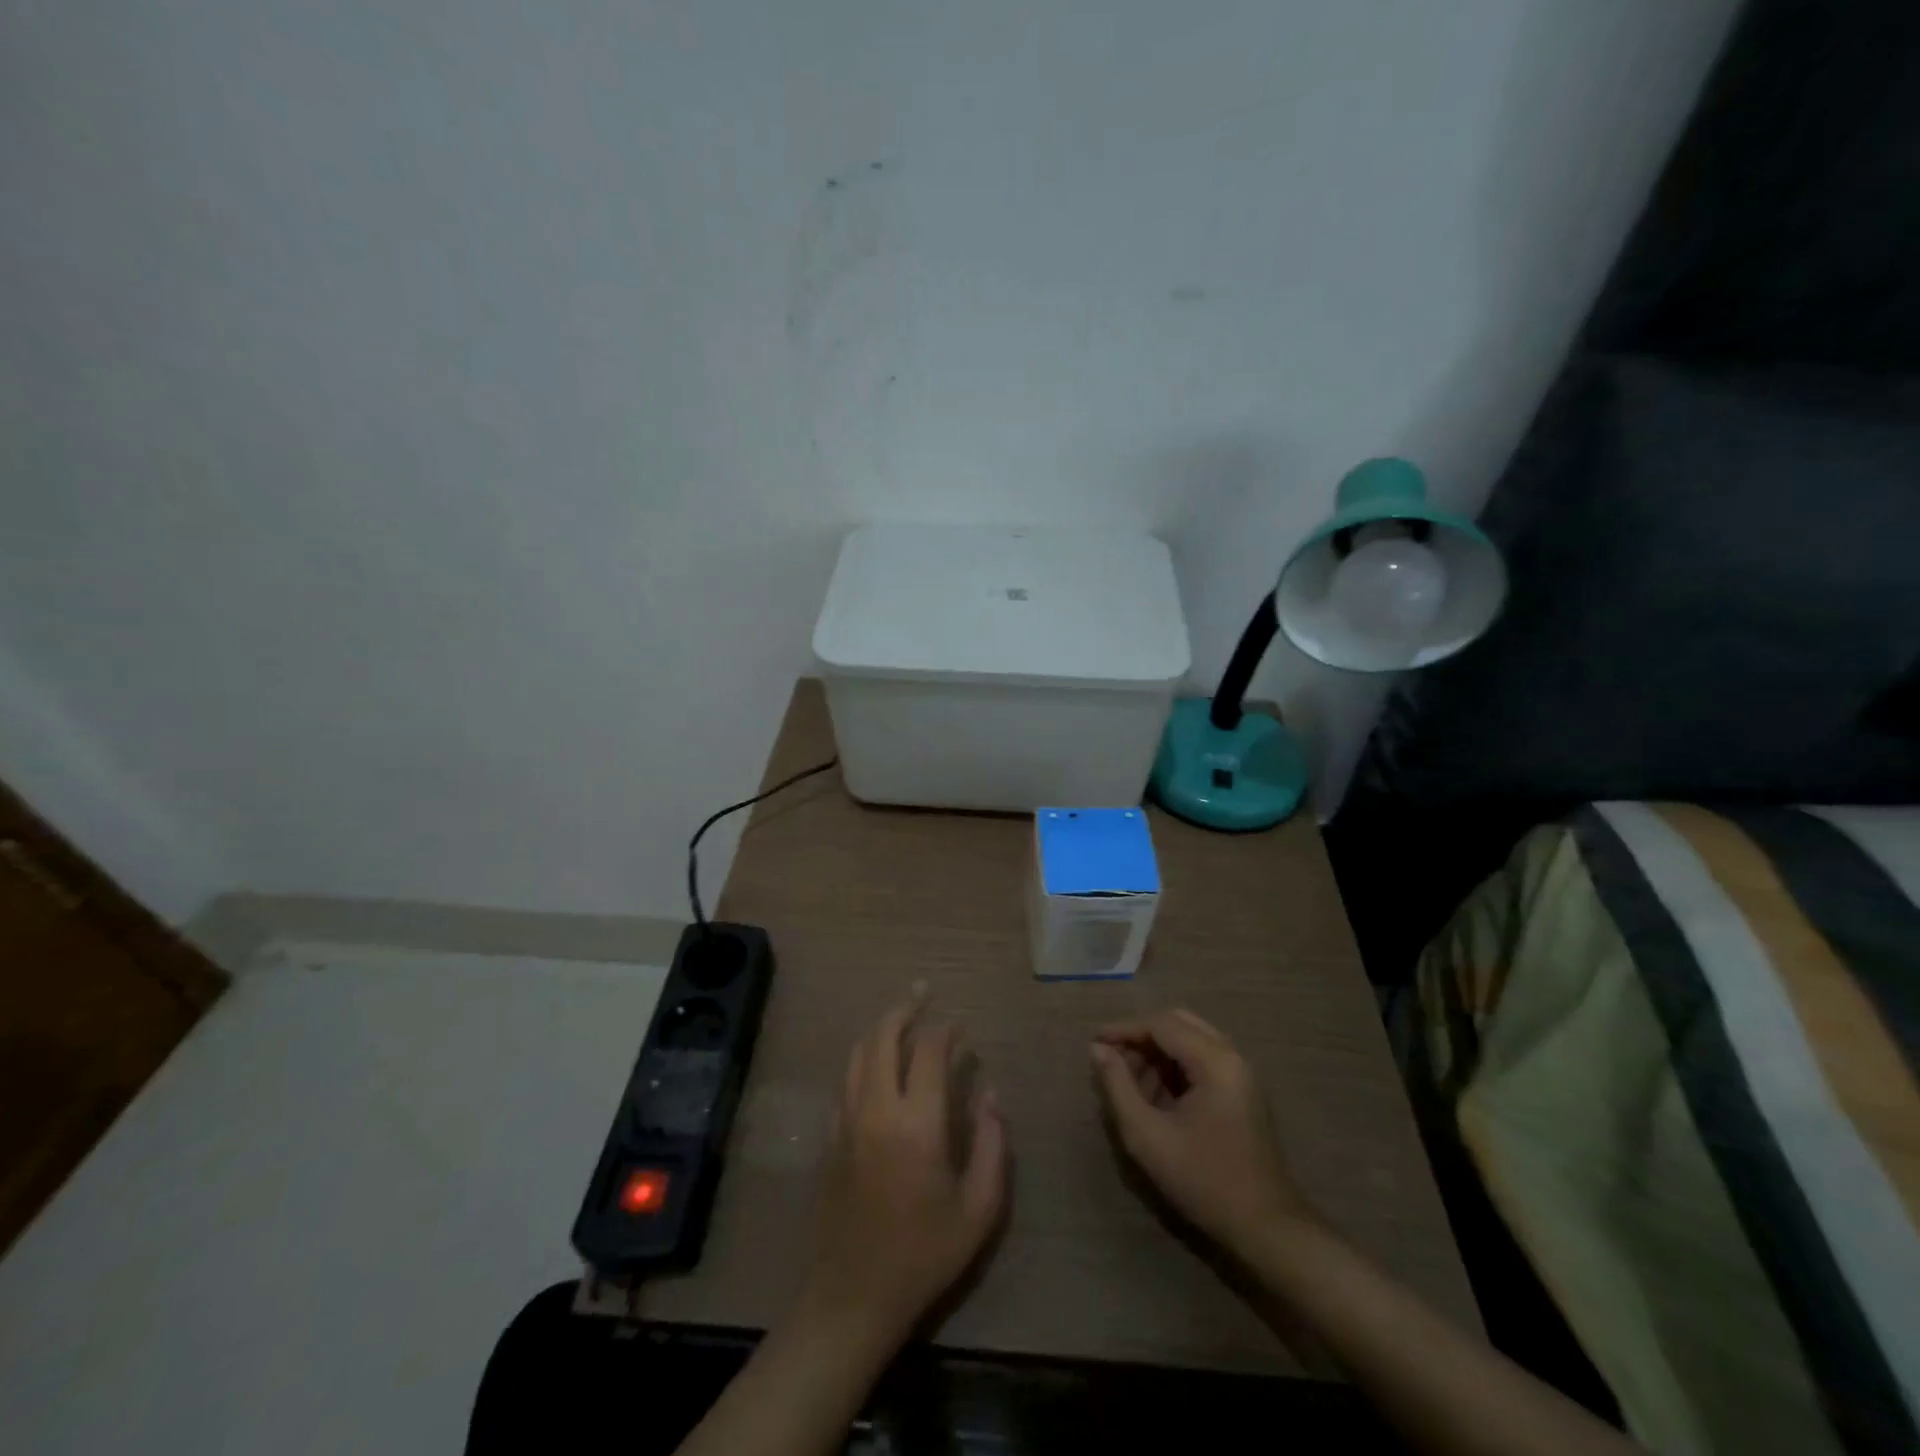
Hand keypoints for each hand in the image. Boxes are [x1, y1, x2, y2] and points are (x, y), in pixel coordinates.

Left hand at [801, 993, 1008, 1345]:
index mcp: (916, 1124)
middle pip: (883, 1037)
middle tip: (923, 994)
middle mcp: (876, 1109)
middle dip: (905, 1009)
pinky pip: (846, 1081)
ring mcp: (847, 1121)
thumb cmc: (924, 1255)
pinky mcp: (831, 1137)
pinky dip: (864, 1059)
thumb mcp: (978, 1209)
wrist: (852, 1297)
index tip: (960, 1024)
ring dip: (880, 1029)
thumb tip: (990, 1093)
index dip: (946, 1029)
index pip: (929, 1052)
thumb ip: (991, 1144)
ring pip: (858, 1053)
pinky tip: (879, 1065)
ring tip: (902, 1020)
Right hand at [1091, 1008, 1311, 1254]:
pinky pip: (1202, 1061)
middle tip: (1112, 1059)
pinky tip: (1155, 1097)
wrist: (1266, 1229)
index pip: (1161, 1024)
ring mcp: (1241, 1074)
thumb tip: (1097, 1049)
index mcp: (1215, 1061)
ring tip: (1129, 1083)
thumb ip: (1118, 1086)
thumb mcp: (1148, 1136)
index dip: (1124, 1029)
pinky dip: (1175, 1068)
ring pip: (1190, 1041)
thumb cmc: (1203, 1181)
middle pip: (1178, 1023)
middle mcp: (1232, 1057)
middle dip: (1141, 1038)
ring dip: (1157, 1053)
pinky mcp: (1242, 1092)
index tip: (1094, 1043)